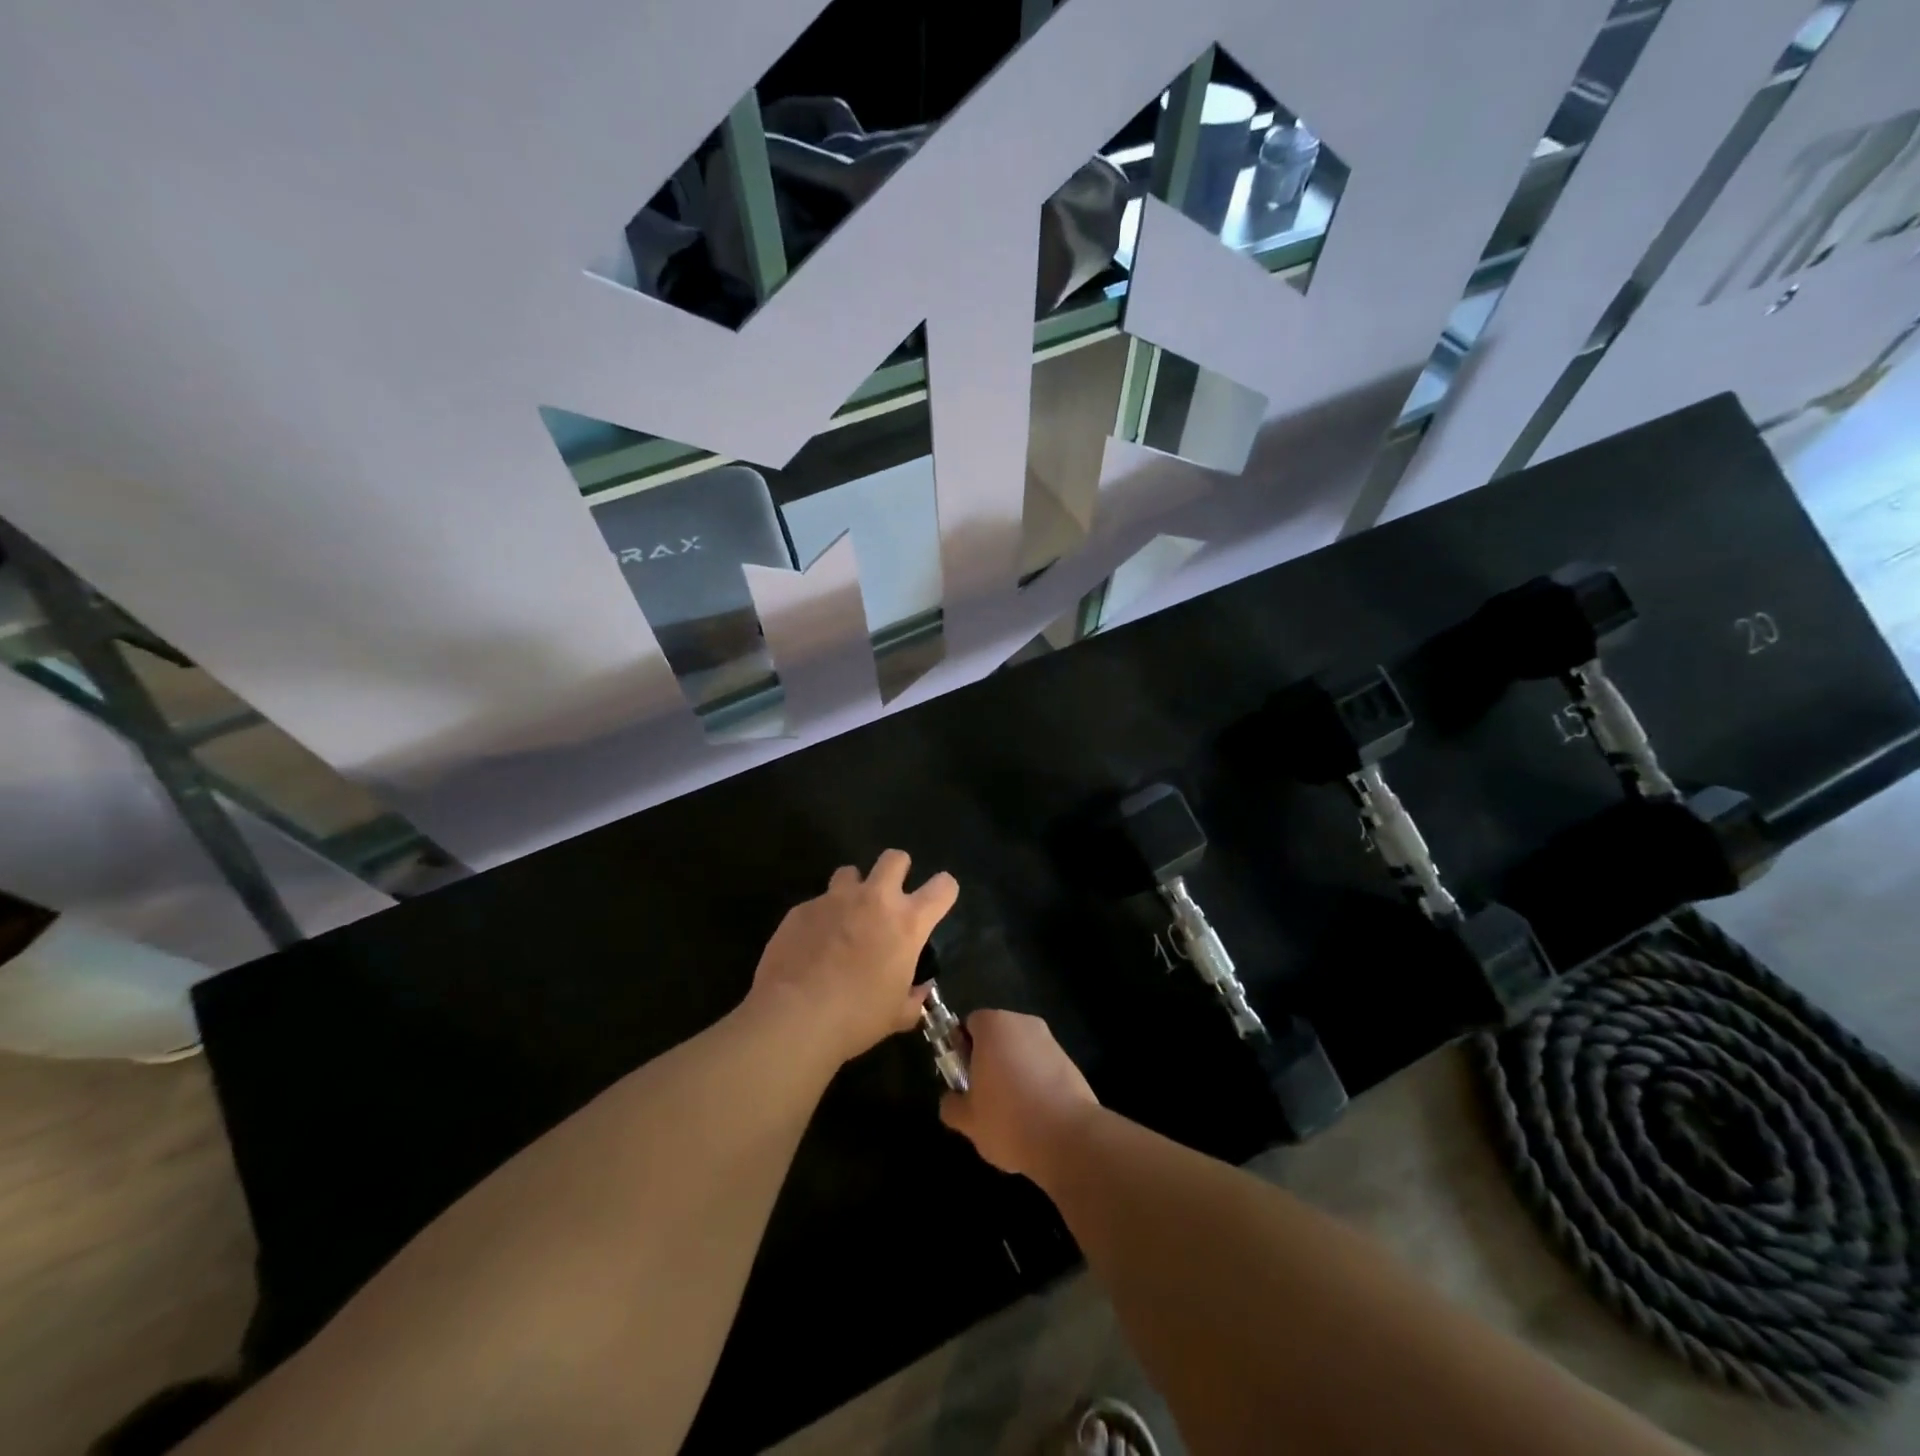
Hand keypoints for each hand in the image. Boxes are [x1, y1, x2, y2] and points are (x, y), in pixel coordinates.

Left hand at [744, 850, 957, 1066]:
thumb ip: (914, 997)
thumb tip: (919, 990)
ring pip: (850, 871)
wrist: (794, 1018)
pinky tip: (812, 944)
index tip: (937, 903)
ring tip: (846, 916)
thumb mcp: (897, 1016)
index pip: (943, 887)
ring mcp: (835, 899)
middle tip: (890, 897)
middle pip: (895, 858)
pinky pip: (817, 903)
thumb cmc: (856, 1018)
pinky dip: (821, 917)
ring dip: (854, 889)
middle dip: (898, 870)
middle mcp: (875, 899)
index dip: (944, 891)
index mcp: (907, 923)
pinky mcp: (802, 908)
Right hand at [939, 1010, 1098, 1176]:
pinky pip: (1043, 1067)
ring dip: (1013, 1072)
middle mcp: (1024, 1023)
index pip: (970, 1024)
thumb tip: (951, 1101)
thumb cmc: (1008, 1120)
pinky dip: (1036, 1083)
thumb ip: (952, 1105)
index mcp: (994, 1026)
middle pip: (997, 1035)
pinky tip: (1035, 1116)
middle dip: (988, 1060)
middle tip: (982, 1096)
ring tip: (1010, 1112)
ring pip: (1022, 1052)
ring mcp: (1051, 1041)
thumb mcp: (967, 1120)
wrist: (1068, 1138)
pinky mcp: (1071, 1062)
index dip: (962, 1048)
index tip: (962, 1077)